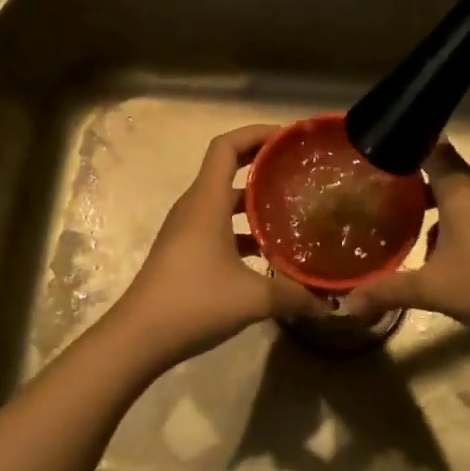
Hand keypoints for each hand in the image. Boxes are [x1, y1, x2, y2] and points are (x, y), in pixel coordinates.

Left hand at [107, 124, 324, 367]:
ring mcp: (186, 229)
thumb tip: (330, 303)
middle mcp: (195, 206)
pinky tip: (268, 253)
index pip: (227, 146)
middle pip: (227, 167)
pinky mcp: (184, 251)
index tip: (289, 138)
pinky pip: (218, 225)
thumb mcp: (252, 298)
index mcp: (207, 201)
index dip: (256, 133)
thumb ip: (294, 295)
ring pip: (223, 200)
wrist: (138, 337)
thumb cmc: (193, 302)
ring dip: (254, 199)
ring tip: (291, 208)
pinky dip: (242, 229)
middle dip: (262, 163)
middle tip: (298, 169)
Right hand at [340, 141, 469, 339]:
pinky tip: (436, 250)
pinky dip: (451, 220)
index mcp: (458, 187)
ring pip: (457, 194)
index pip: (429, 147)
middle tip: (378, 188)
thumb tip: (347, 304)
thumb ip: (387, 291)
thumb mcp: (431, 288)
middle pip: (442, 169)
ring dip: (432, 203)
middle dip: (411, 178)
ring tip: (401, 219)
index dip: (403, 146)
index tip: (376, 152)